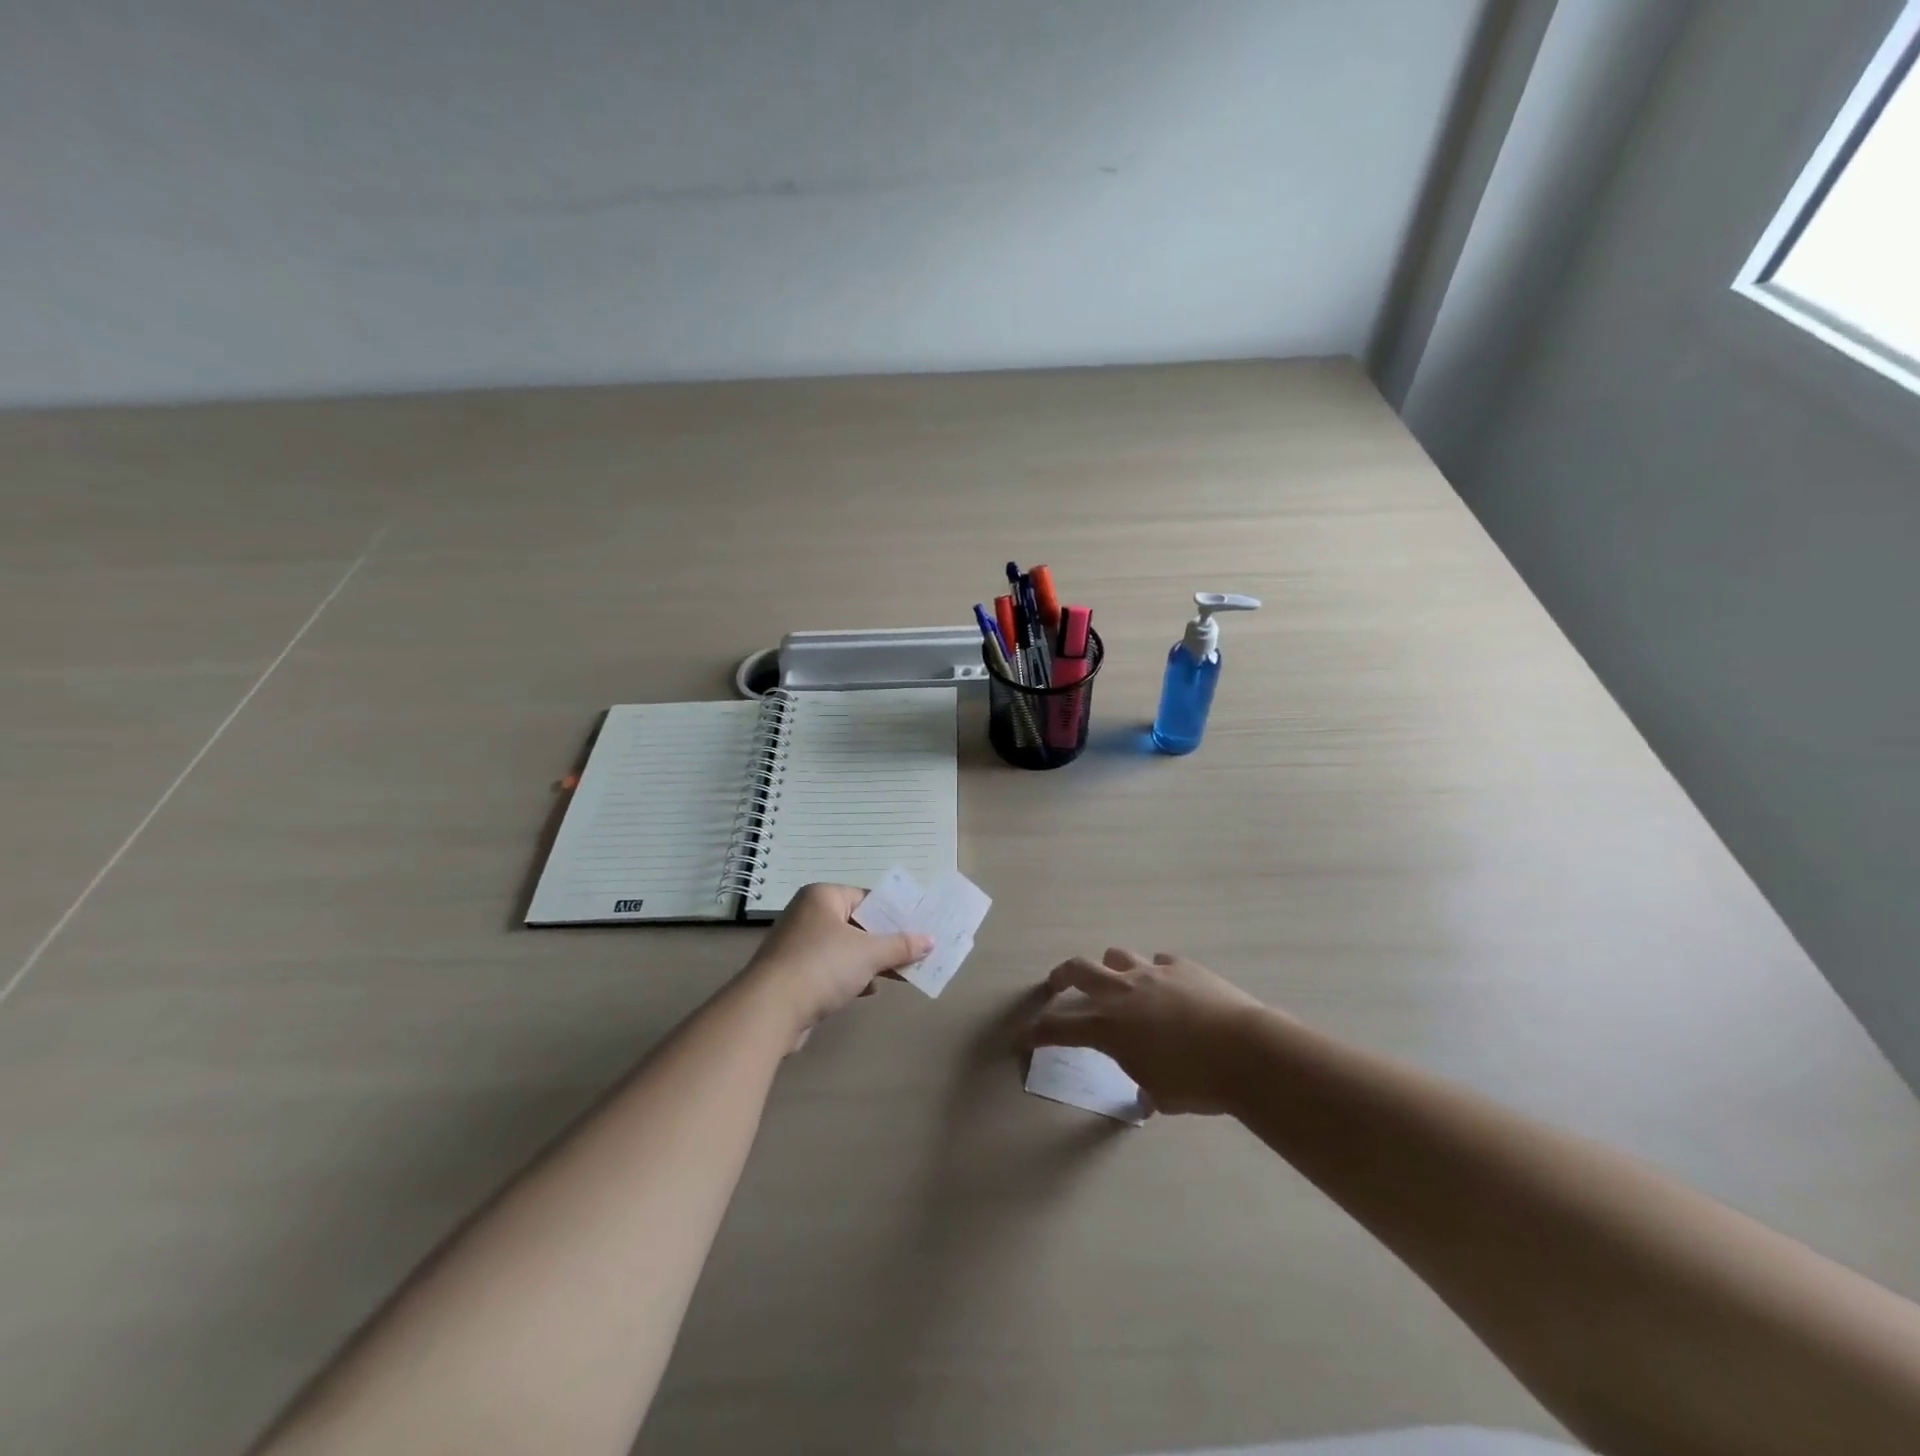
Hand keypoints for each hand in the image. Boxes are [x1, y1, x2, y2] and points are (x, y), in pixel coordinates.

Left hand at [740, 883, 932, 1050]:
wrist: (770, 1010)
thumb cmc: (822, 966)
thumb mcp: (869, 953)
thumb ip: (901, 945)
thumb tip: (931, 940)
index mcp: (823, 897)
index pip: (867, 898)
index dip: (895, 913)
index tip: (920, 927)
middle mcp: (808, 915)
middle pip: (858, 924)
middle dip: (886, 941)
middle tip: (917, 952)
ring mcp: (798, 945)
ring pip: (846, 949)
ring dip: (871, 962)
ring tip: (902, 973)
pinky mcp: (794, 974)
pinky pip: (832, 970)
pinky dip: (852, 977)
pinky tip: (869, 990)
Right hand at [1025, 948, 1269, 1113]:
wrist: (1246, 1051)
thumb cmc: (1198, 1082)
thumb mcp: (1161, 1094)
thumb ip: (1143, 1084)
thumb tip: (1146, 1092)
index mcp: (1109, 1027)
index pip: (1059, 1028)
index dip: (1037, 1033)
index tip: (1022, 1037)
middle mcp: (1122, 992)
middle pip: (1078, 970)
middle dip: (1061, 976)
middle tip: (1055, 984)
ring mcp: (1151, 973)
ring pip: (1116, 955)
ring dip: (1110, 968)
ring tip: (1116, 981)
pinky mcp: (1181, 966)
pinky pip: (1158, 962)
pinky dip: (1154, 973)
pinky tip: (1166, 987)